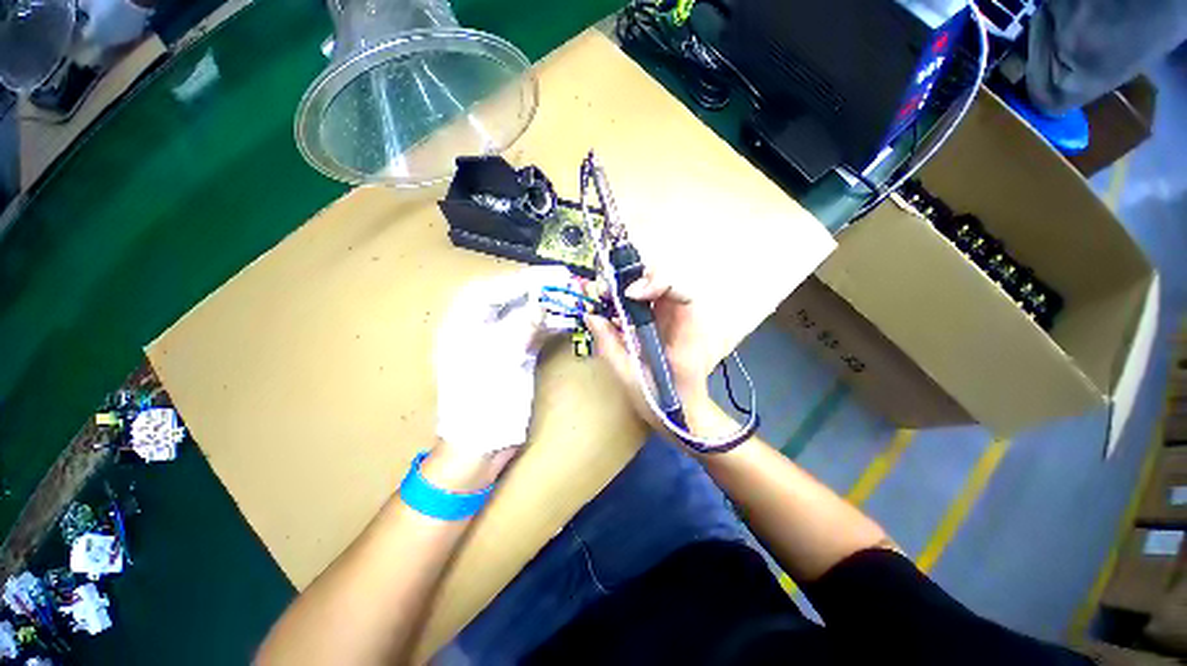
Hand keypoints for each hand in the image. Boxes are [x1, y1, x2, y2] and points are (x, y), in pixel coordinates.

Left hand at [435, 266, 573, 456]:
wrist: (480, 444)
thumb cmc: (481, 404)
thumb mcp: (500, 360)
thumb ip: (521, 327)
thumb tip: (543, 304)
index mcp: (463, 324)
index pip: (495, 289)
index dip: (526, 279)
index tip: (555, 273)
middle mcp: (478, 327)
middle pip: (511, 298)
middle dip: (540, 289)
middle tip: (568, 282)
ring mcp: (498, 341)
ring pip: (525, 314)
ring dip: (549, 306)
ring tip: (573, 297)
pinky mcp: (514, 354)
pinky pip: (533, 332)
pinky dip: (550, 325)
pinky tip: (568, 320)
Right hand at [584, 273, 720, 432]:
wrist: (685, 415)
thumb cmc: (664, 403)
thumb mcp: (630, 378)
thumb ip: (610, 346)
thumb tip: (591, 315)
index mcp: (686, 336)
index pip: (684, 293)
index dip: (659, 283)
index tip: (630, 293)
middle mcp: (684, 321)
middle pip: (668, 280)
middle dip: (637, 277)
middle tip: (608, 289)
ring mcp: (675, 320)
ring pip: (656, 286)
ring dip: (629, 284)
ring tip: (603, 294)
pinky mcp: (665, 323)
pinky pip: (648, 301)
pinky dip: (627, 298)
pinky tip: (610, 306)